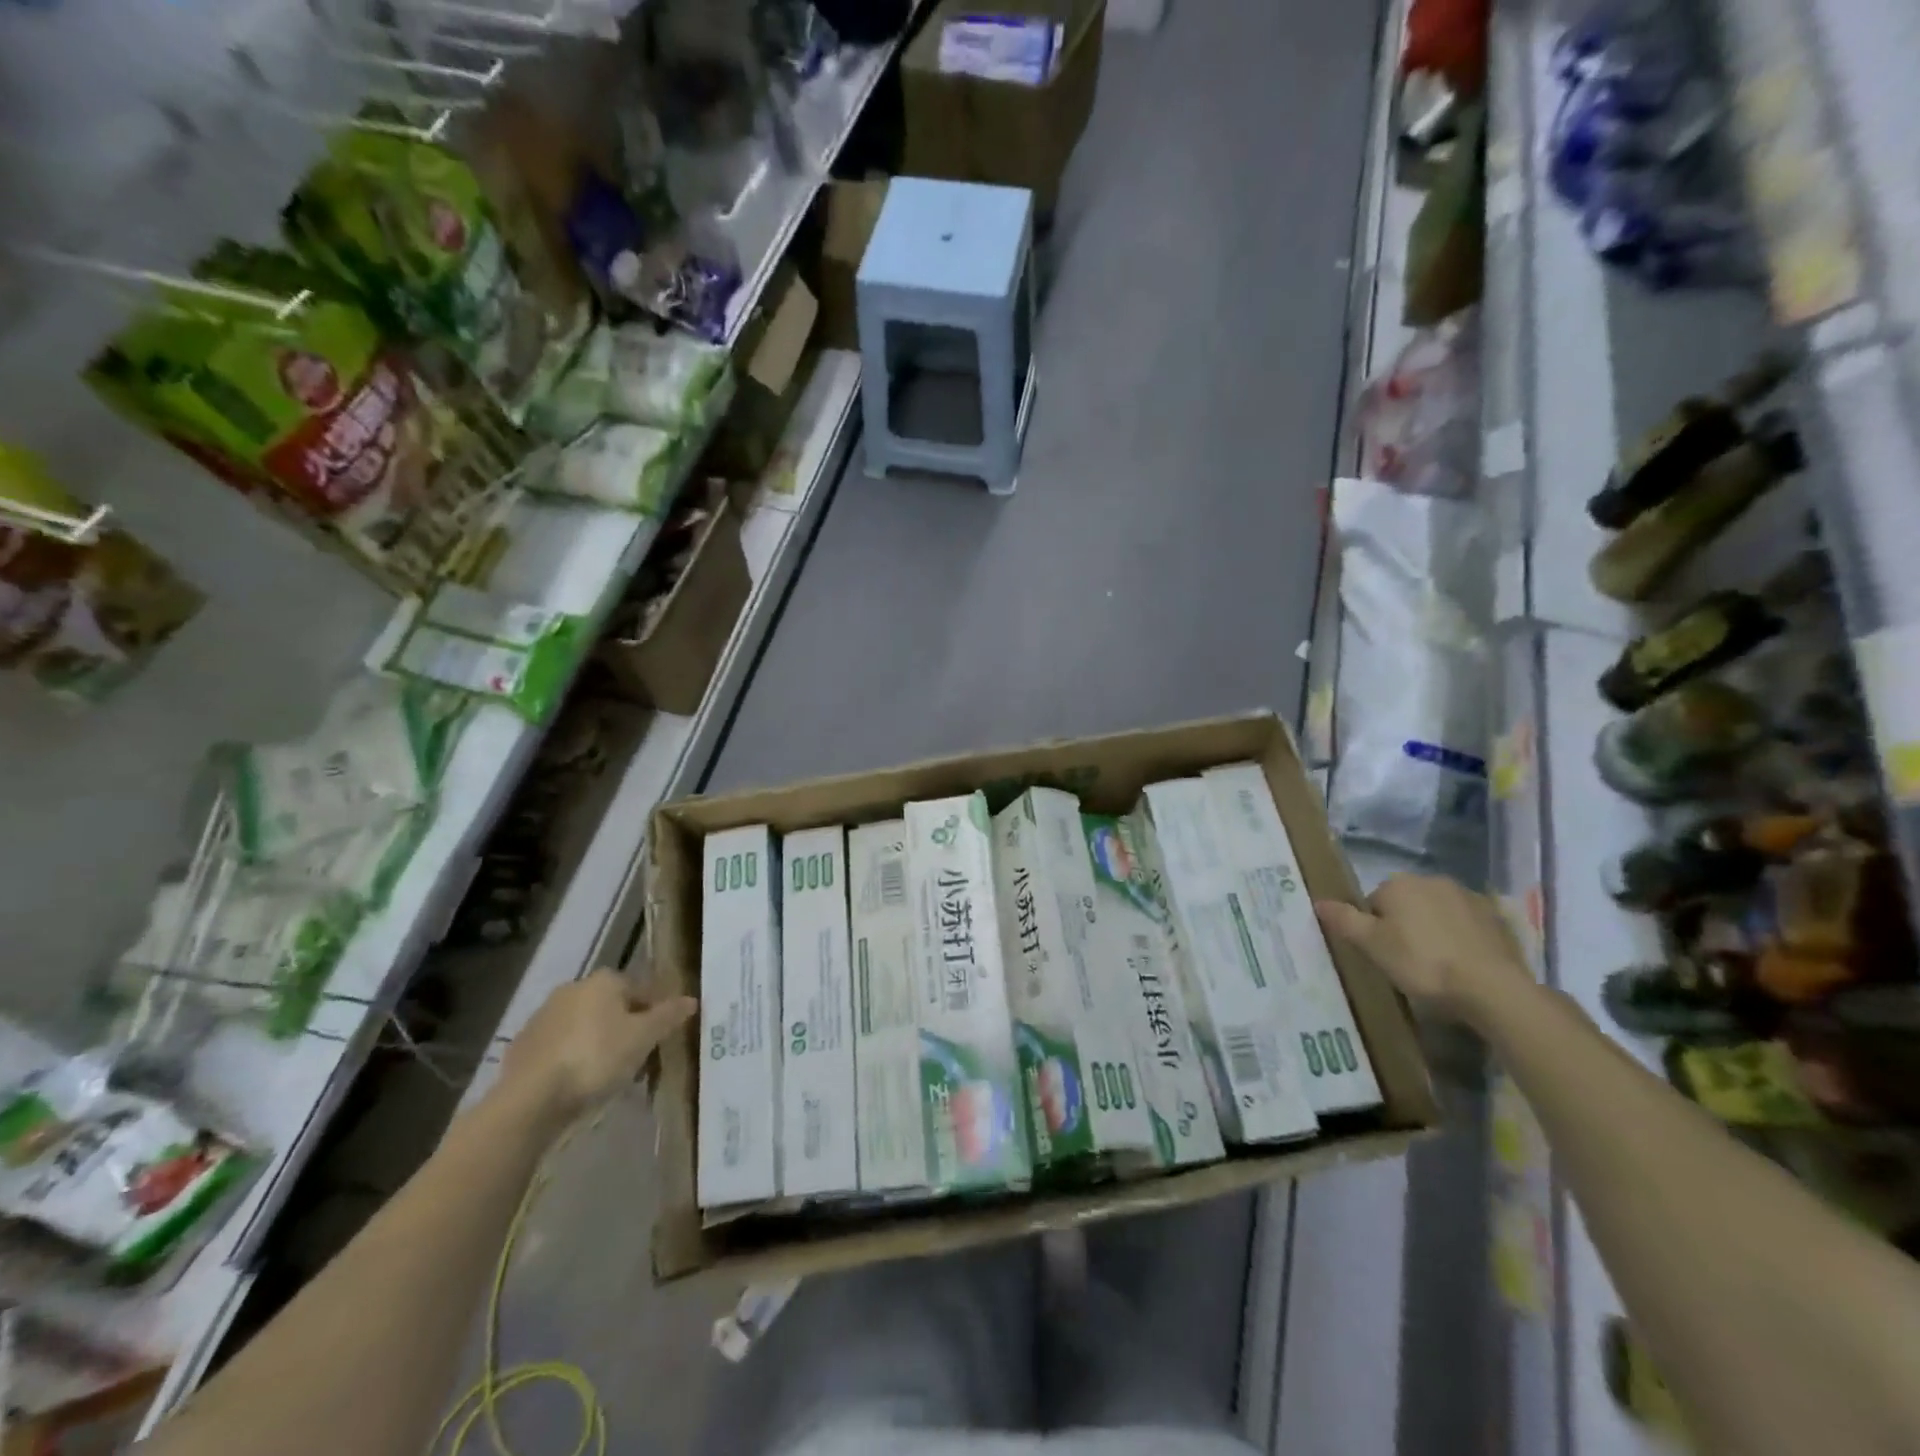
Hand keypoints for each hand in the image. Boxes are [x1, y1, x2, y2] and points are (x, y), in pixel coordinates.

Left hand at [498, 970, 697, 1129]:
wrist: (530, 1099)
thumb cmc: (596, 1058)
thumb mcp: (643, 1038)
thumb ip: (668, 1016)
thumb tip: (692, 999)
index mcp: (604, 981)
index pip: (641, 989)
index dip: (656, 1013)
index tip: (661, 1039)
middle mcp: (573, 988)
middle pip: (611, 1006)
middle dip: (626, 1027)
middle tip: (638, 1058)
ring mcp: (543, 1016)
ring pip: (584, 1026)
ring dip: (598, 1042)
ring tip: (609, 1075)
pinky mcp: (522, 1045)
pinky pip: (560, 1047)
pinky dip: (572, 1058)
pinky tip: (578, 1082)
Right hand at [1315, 874, 1531, 1023]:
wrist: (1492, 988)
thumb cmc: (1422, 963)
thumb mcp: (1372, 945)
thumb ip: (1343, 920)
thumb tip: (1318, 901)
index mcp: (1398, 883)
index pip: (1373, 902)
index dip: (1373, 929)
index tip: (1382, 955)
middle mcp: (1432, 879)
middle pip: (1405, 903)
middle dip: (1404, 926)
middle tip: (1406, 962)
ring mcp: (1468, 897)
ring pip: (1437, 912)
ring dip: (1433, 930)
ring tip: (1437, 966)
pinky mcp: (1497, 918)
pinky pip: (1466, 924)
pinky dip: (1461, 938)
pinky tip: (1463, 964)